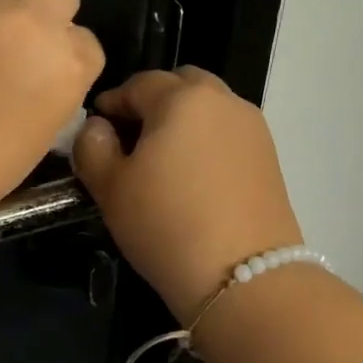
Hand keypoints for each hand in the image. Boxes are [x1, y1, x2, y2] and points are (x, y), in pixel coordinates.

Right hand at [73, 67, 302, 317]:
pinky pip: (228, 132)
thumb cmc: (166, 224)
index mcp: (181, 97)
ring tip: (164, 160)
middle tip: (132, 139)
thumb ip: (92, 146)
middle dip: (153, 102)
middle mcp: (222, 100)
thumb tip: (98, 127)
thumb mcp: (110, 187)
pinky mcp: (270, 156)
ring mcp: (252, 127)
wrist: (245, 278)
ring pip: (208, 106)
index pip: (138, 84)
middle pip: (180, 84)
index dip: (112, 103)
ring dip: (183, 119)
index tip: (97, 129)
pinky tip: (194, 177)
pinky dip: (207, 140)